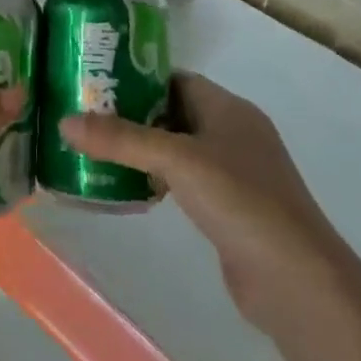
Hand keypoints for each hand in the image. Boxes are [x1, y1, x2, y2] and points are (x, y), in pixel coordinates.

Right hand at [59, 74, 345, 329]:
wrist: (296, 280)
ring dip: (142, 151)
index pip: (176, 80)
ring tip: (96, 152)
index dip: (137, 80)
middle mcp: (234, 133)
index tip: (95, 85)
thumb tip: (64, 122)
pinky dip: (157, 180)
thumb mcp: (176, 161)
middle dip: (132, 116)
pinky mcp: (230, 209)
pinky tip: (130, 189)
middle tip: (86, 119)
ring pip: (178, 149)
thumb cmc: (240, 201)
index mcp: (229, 109)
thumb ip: (121, 139)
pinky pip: (185, 181)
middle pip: (174, 113)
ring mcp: (235, 173)